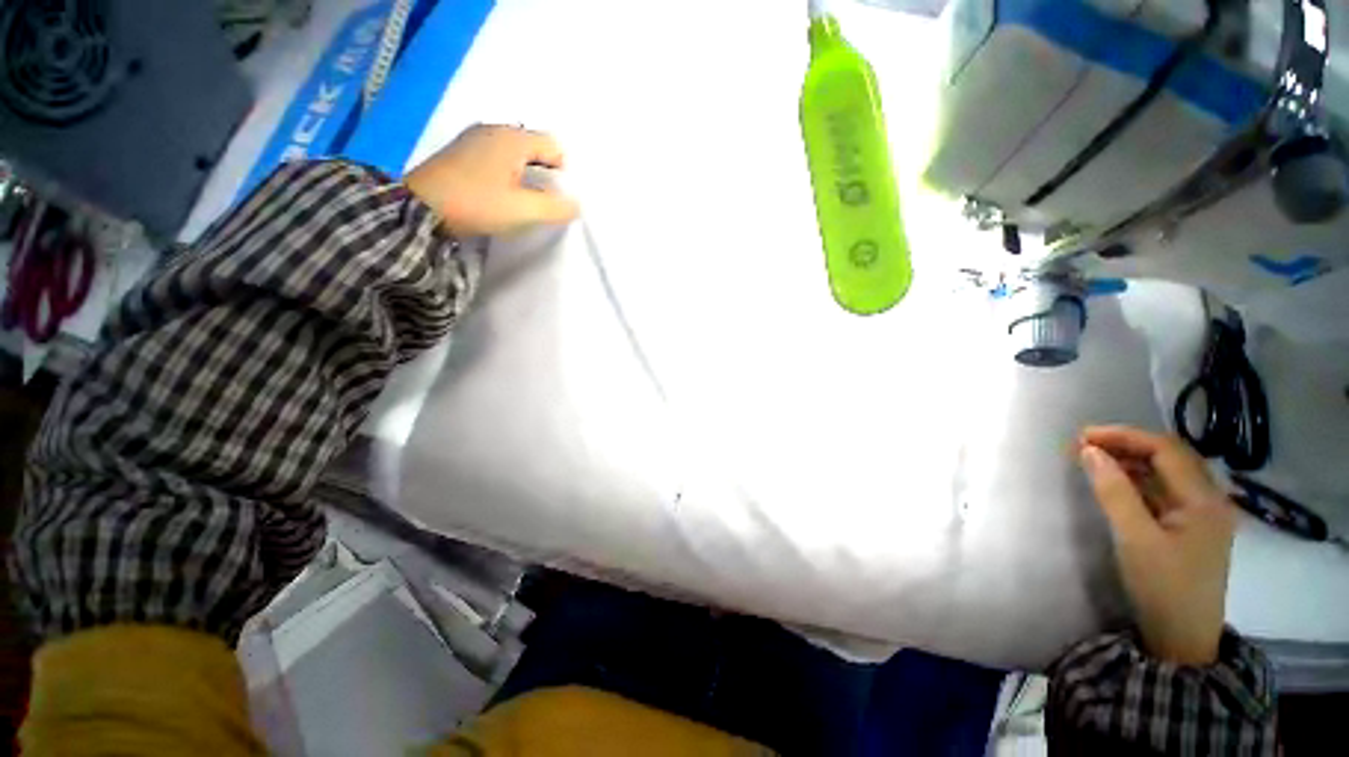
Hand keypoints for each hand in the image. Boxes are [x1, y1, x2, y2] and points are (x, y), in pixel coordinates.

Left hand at [405, 124, 578, 236]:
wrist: (419, 209)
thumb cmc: (477, 204)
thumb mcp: (523, 211)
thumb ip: (556, 208)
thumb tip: (576, 205)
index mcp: (513, 138)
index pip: (554, 146)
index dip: (563, 173)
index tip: (555, 199)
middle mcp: (494, 129)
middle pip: (535, 148)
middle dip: (544, 174)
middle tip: (540, 202)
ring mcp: (474, 138)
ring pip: (515, 154)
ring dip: (525, 175)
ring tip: (519, 201)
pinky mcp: (461, 152)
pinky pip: (497, 157)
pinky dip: (506, 174)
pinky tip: (498, 194)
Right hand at [1078, 425, 1236, 665]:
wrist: (1182, 637)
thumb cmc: (1162, 587)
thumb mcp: (1135, 539)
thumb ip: (1114, 492)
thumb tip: (1089, 451)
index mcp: (1204, 500)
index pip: (1165, 450)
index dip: (1124, 437)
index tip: (1083, 436)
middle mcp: (1209, 499)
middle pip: (1169, 456)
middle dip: (1126, 445)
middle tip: (1084, 445)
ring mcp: (1202, 513)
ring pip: (1166, 472)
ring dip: (1131, 460)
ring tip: (1093, 459)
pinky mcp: (1190, 526)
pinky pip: (1164, 490)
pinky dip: (1138, 479)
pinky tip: (1116, 482)